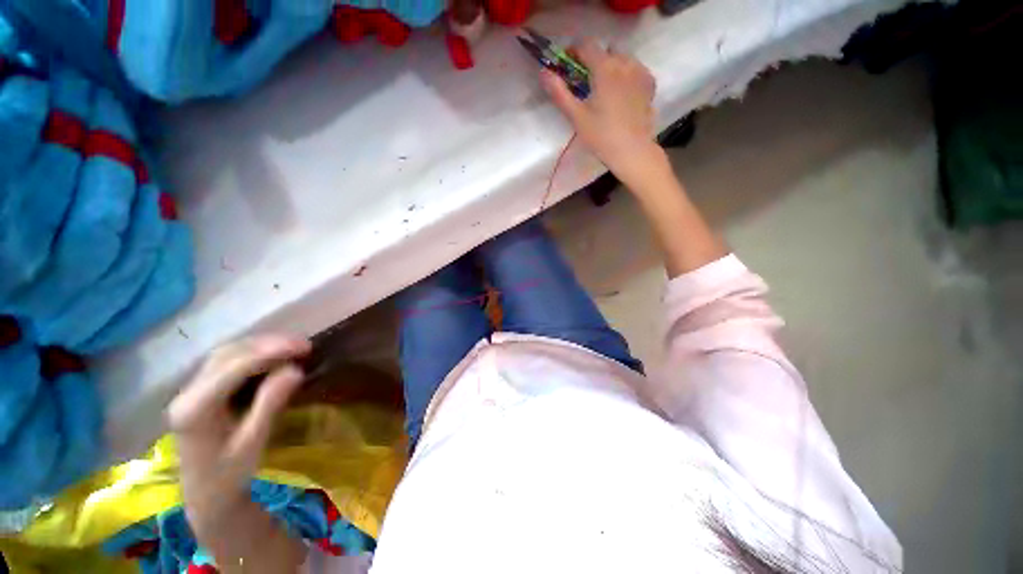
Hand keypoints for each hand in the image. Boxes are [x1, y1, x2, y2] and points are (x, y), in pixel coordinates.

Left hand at [168, 335, 310, 532]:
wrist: (207, 497)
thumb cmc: (230, 474)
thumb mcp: (253, 442)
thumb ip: (270, 404)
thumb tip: (296, 369)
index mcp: (195, 409)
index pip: (234, 368)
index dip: (270, 352)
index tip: (304, 346)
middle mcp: (187, 393)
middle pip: (228, 354)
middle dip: (268, 344)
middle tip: (303, 345)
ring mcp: (190, 391)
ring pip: (226, 354)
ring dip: (261, 346)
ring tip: (292, 347)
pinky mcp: (199, 392)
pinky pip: (226, 363)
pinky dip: (253, 354)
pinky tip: (272, 357)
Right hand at [541, 39, 665, 187]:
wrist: (632, 151)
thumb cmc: (601, 136)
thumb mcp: (576, 116)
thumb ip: (559, 92)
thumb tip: (543, 72)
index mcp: (604, 68)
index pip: (586, 45)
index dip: (573, 51)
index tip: (566, 64)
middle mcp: (624, 62)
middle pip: (605, 50)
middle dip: (593, 60)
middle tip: (585, 82)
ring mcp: (640, 71)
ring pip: (622, 58)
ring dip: (610, 66)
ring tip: (604, 88)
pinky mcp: (649, 83)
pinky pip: (635, 69)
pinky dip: (626, 74)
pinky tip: (621, 92)